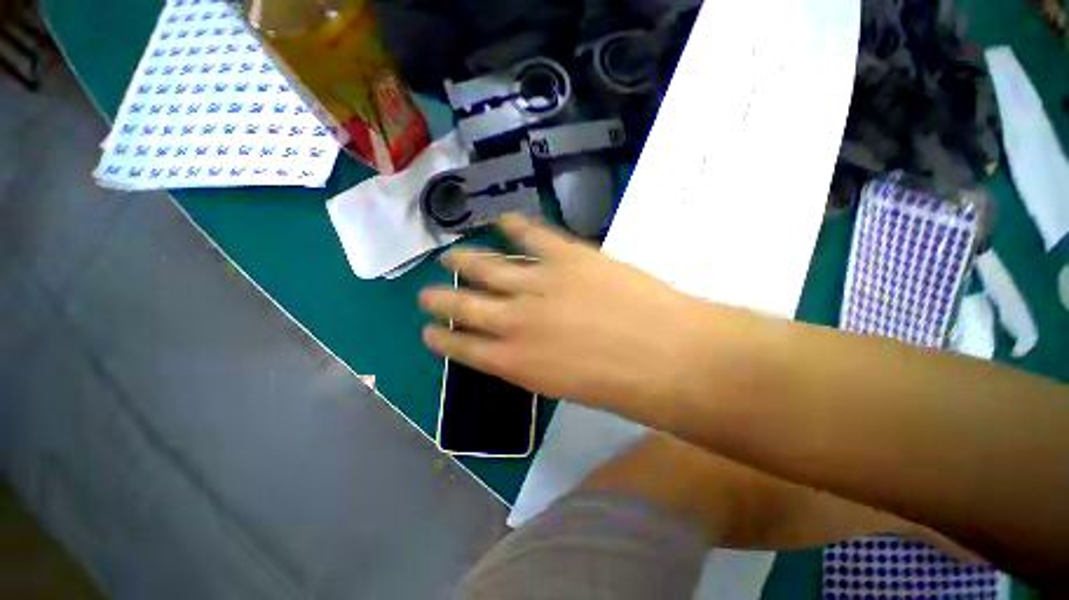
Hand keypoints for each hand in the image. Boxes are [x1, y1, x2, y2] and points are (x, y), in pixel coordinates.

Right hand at [418, 214, 708, 411]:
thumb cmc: (621, 385)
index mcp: (514, 362)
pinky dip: (513, 226)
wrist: (666, 356)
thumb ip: (536, 364)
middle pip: (463, 306)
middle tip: (426, 294)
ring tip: (448, 257)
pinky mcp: (565, 256)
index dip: (442, 339)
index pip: (462, 348)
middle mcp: (513, 321)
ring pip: (486, 268)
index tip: (429, 332)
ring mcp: (538, 284)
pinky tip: (501, 220)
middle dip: (440, 300)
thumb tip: (522, 348)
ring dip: (463, 262)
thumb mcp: (566, 385)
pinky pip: (531, 237)